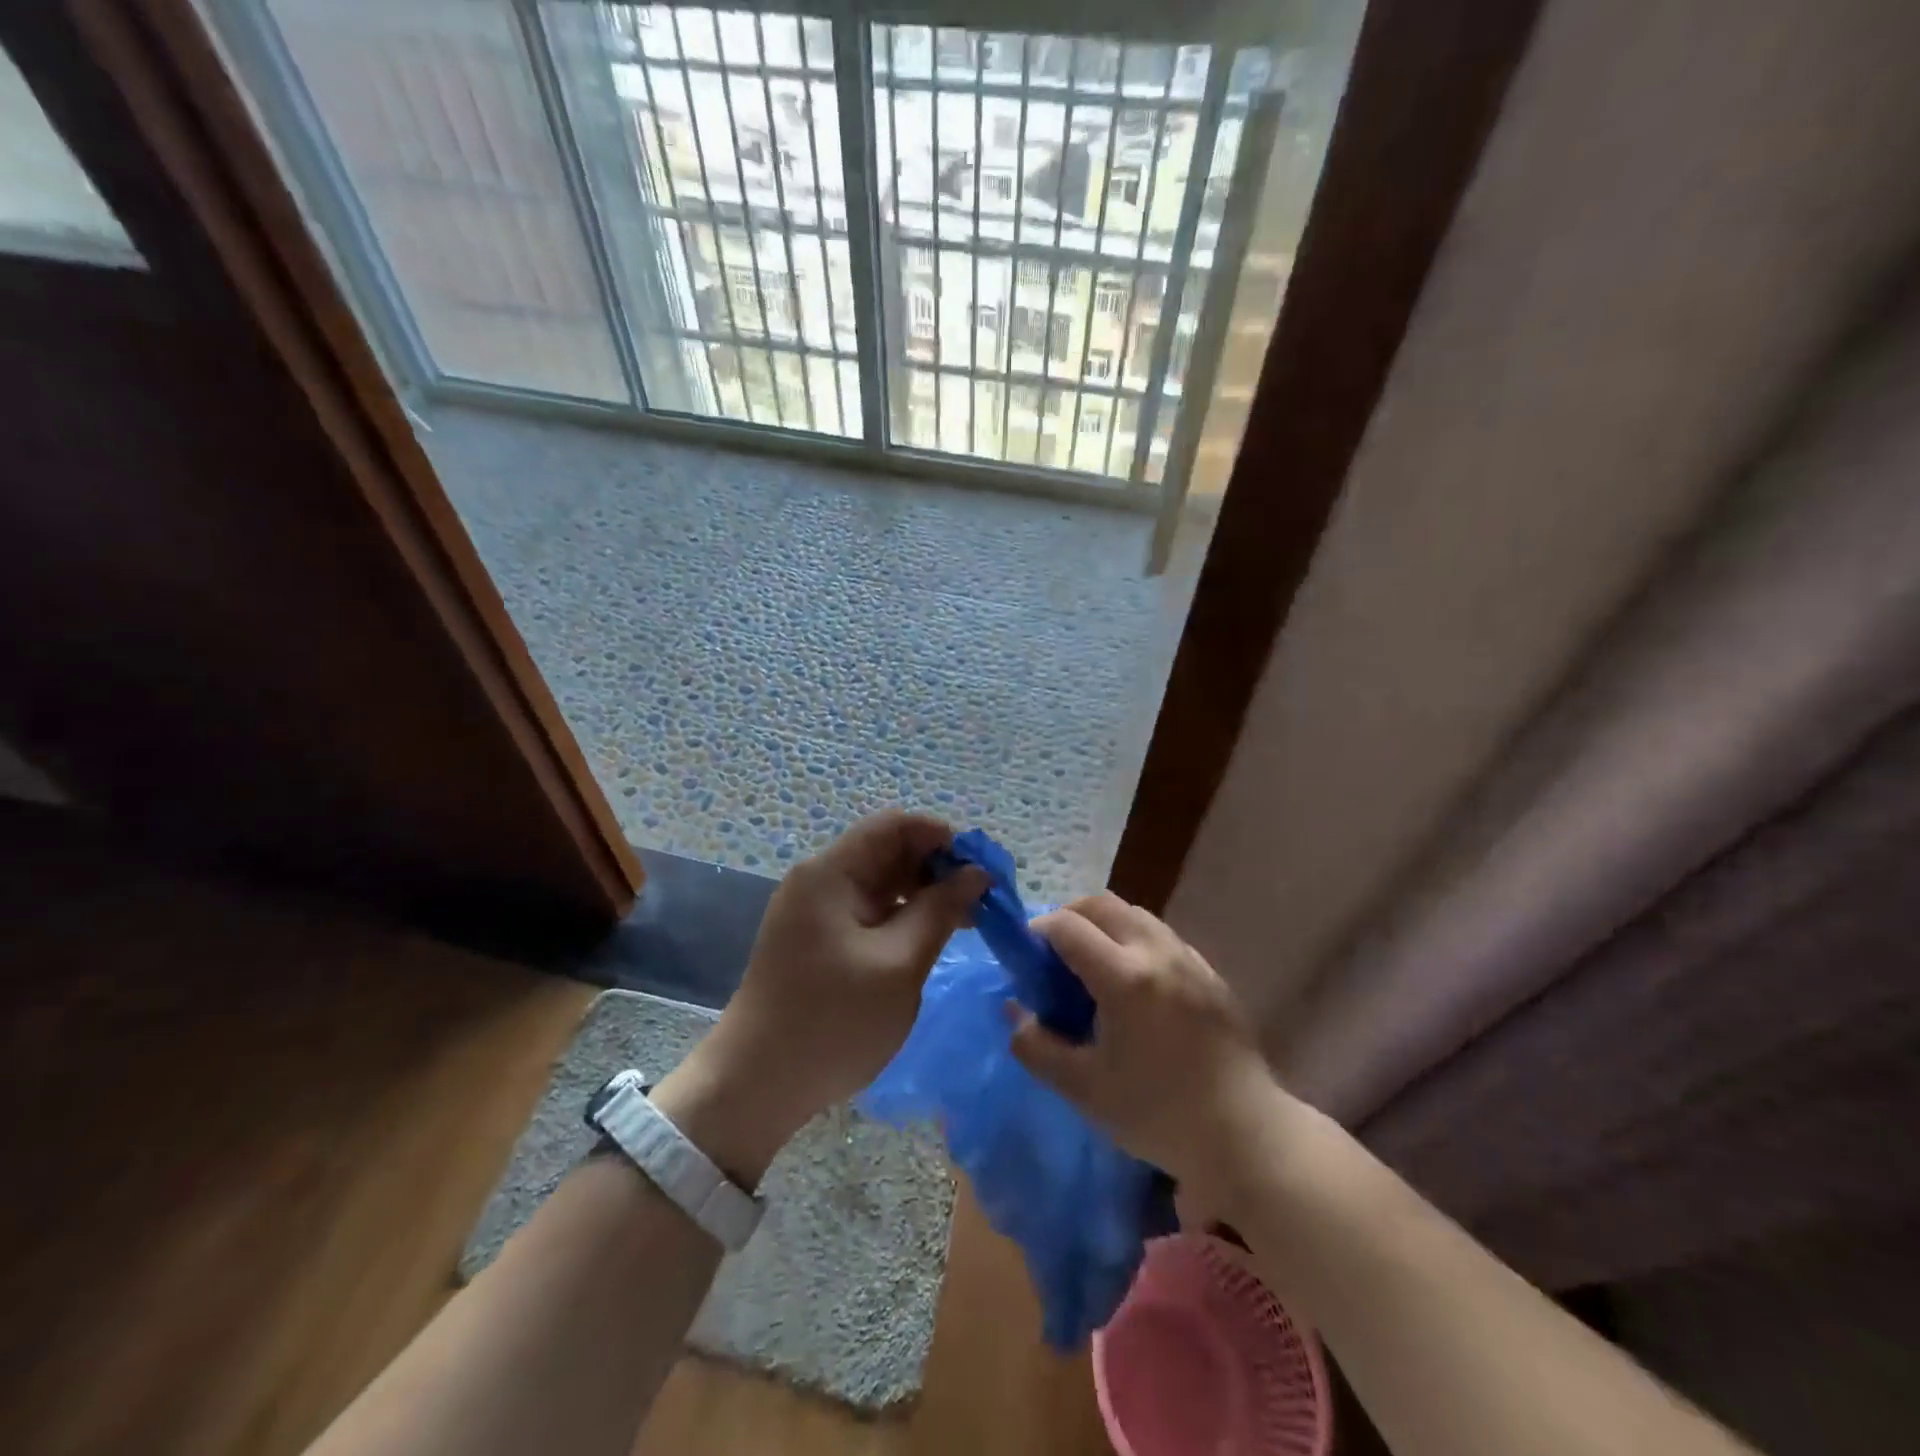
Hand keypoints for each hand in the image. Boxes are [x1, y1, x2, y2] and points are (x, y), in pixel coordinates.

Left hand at [658, 812, 985, 1182]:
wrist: (756, 1086)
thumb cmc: (832, 1021)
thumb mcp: (899, 964)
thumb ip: (940, 911)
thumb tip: (977, 874)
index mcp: (831, 873)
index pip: (894, 826)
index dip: (941, 837)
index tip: (981, 867)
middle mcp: (820, 881)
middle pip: (887, 851)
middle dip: (937, 866)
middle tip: (982, 898)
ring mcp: (816, 911)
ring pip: (881, 882)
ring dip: (923, 892)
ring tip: (966, 919)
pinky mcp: (818, 939)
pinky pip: (868, 909)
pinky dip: (902, 915)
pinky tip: (930, 937)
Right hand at [1008, 893, 1281, 1200]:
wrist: (1246, 1135)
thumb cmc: (1158, 1114)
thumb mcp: (1084, 1089)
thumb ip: (1037, 1046)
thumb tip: (1015, 1013)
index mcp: (1125, 976)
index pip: (1067, 926)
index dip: (1037, 933)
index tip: (1025, 957)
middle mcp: (1157, 952)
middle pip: (1102, 904)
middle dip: (1069, 916)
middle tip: (1053, 953)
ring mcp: (1189, 959)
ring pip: (1135, 915)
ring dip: (1104, 925)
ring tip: (1092, 965)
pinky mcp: (1210, 973)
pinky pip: (1162, 936)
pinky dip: (1135, 940)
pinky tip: (1134, 984)